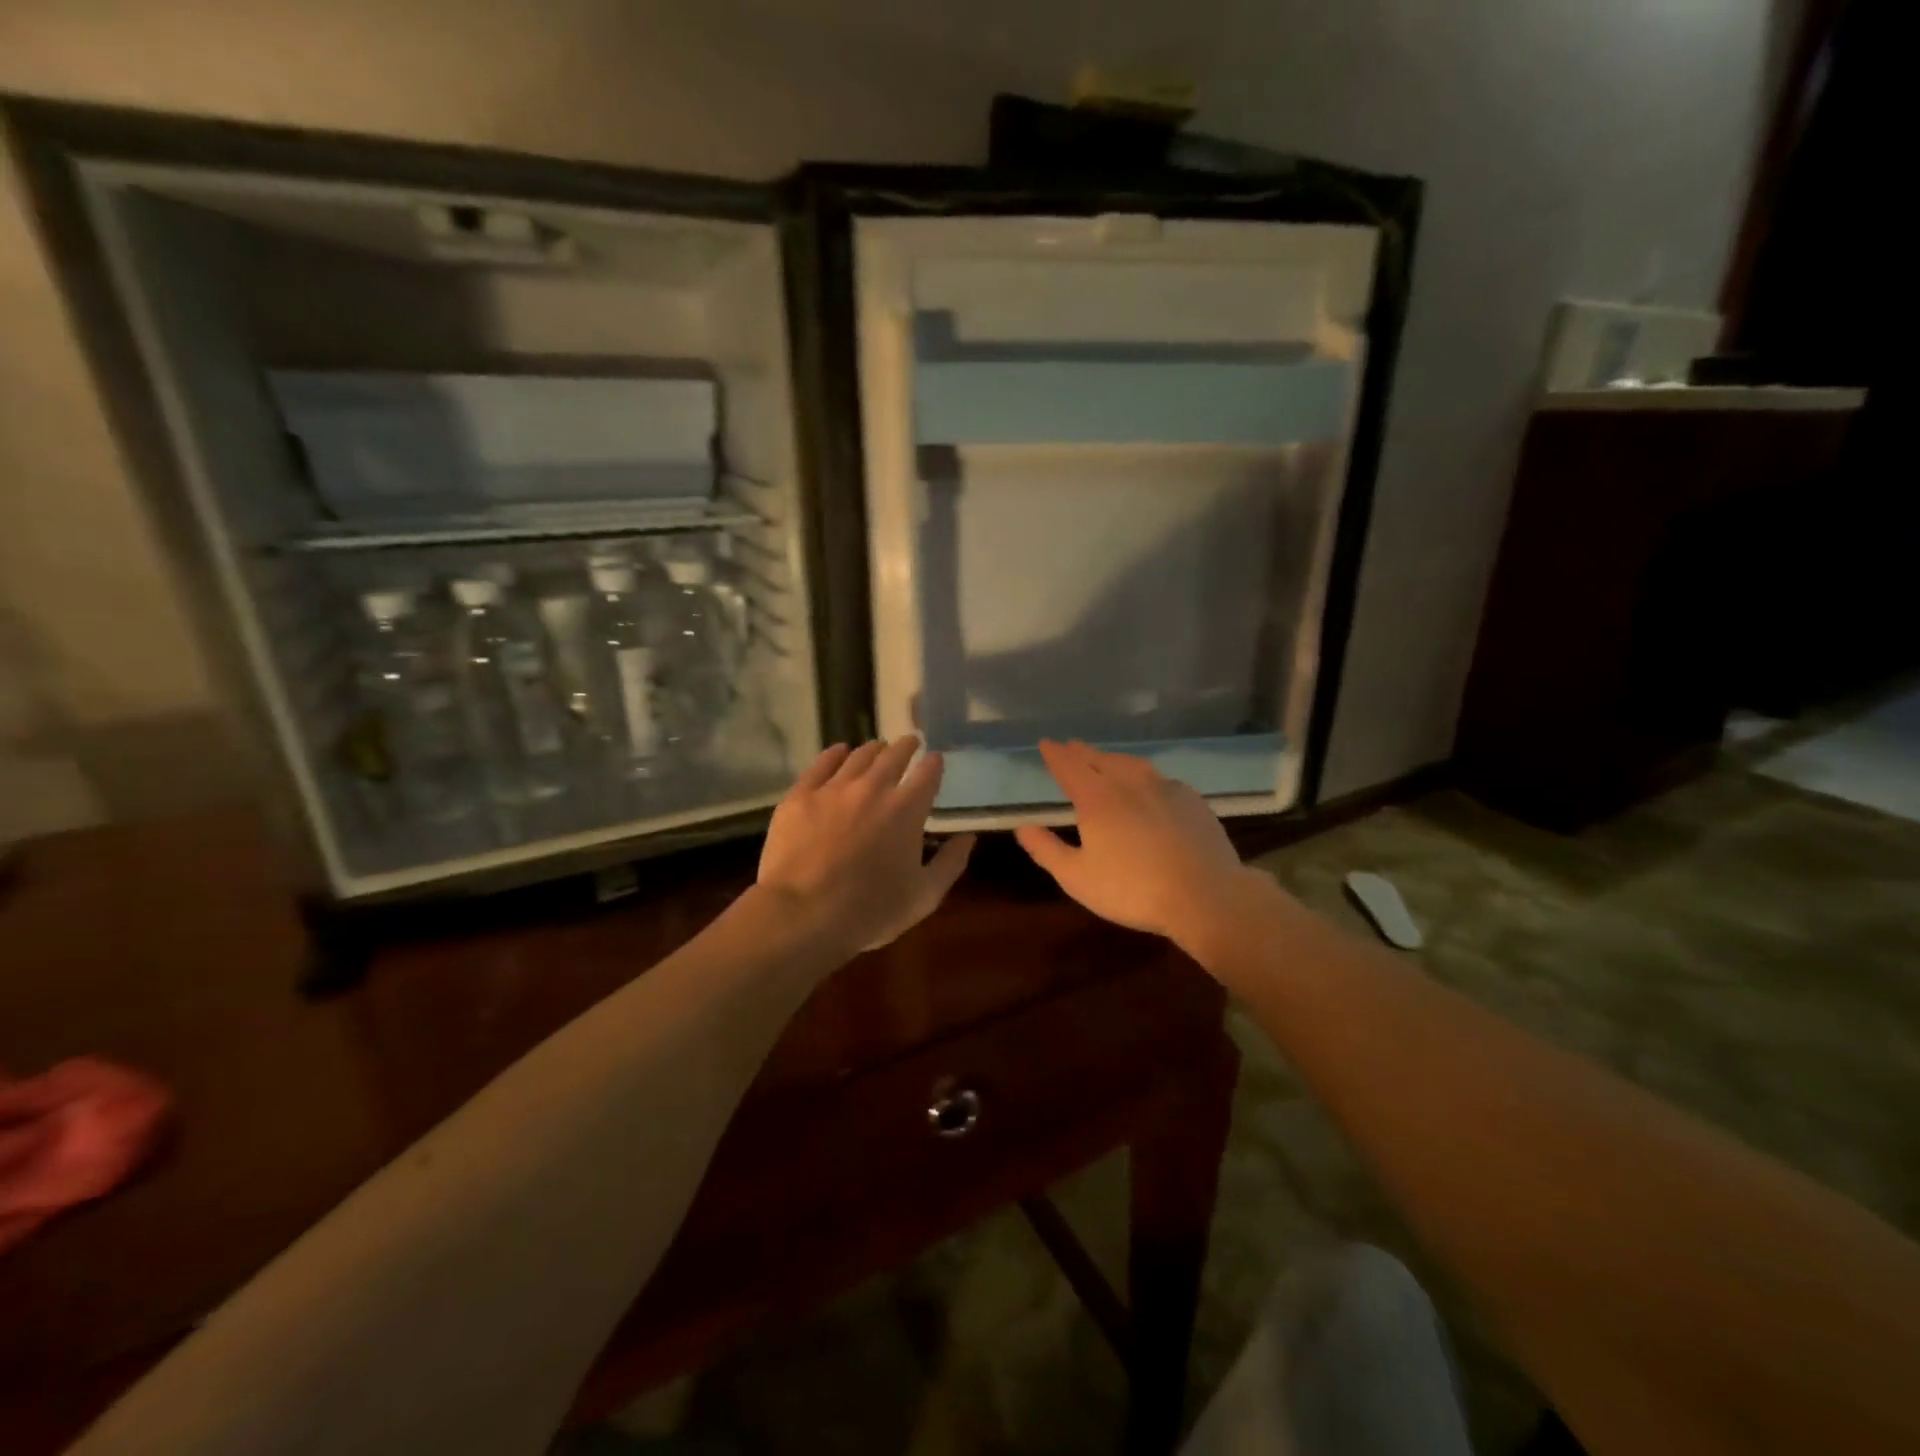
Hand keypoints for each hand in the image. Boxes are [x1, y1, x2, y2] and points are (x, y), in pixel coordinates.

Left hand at [757, 737, 974, 953]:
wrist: (803, 914)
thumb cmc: (870, 910)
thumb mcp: (924, 896)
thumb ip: (950, 864)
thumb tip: (969, 837)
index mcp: (907, 810)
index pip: (928, 774)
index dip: (934, 764)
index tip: (935, 759)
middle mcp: (873, 788)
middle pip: (894, 755)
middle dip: (906, 747)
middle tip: (910, 743)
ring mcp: (834, 788)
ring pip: (859, 756)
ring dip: (874, 750)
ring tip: (878, 748)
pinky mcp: (801, 795)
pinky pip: (821, 764)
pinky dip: (835, 754)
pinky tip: (840, 752)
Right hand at [1014, 740, 1254, 954]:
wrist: (1205, 895)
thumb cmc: (1133, 889)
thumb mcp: (1078, 877)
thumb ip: (1047, 850)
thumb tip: (1022, 827)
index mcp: (1097, 799)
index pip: (1069, 767)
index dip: (1055, 755)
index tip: (1046, 744)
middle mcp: (1129, 783)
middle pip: (1100, 759)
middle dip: (1082, 752)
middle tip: (1071, 746)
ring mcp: (1164, 788)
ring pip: (1132, 764)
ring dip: (1113, 759)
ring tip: (1105, 759)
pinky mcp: (1191, 801)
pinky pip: (1160, 779)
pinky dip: (1145, 775)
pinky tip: (1149, 785)